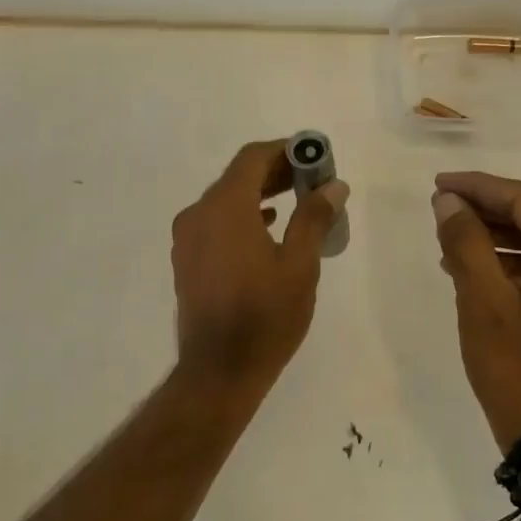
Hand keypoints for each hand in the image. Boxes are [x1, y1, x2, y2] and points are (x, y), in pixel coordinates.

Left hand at [172, 140, 350, 384]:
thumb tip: (333, 185)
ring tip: (298, 199)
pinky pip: (215, 222)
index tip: (314, 156)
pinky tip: (268, 227)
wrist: (219, 370)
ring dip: (259, 194)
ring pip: (225, 200)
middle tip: (312, 177)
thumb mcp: (300, 265)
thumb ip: (314, 218)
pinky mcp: (186, 259)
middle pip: (237, 177)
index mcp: (224, 207)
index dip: (284, 150)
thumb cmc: (265, 316)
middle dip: (275, 172)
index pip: (252, 158)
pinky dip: (242, 216)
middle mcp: (198, 214)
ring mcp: (187, 238)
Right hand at [432, 172, 520, 450]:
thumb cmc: (517, 368)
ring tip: (448, 235)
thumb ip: (466, 241)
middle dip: (485, 208)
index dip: (478, 186)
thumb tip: (448, 200)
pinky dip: (507, 262)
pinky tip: (471, 266)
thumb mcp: (482, 300)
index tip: (438, 184)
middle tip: (440, 205)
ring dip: (493, 235)